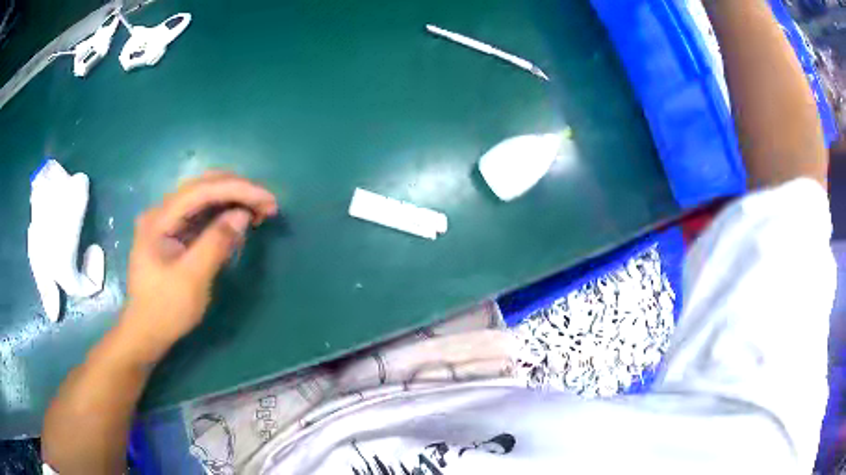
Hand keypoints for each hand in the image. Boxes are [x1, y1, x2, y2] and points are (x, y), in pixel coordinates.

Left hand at [122, 171, 277, 360]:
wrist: (146, 332)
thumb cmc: (166, 309)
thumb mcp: (193, 279)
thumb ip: (216, 242)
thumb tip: (243, 214)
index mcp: (160, 218)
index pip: (202, 190)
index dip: (238, 189)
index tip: (268, 200)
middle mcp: (162, 212)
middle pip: (203, 187)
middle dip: (238, 191)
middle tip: (268, 205)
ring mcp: (167, 221)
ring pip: (204, 198)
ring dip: (233, 200)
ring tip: (259, 212)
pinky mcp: (174, 233)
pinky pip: (201, 215)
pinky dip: (223, 215)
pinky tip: (239, 221)